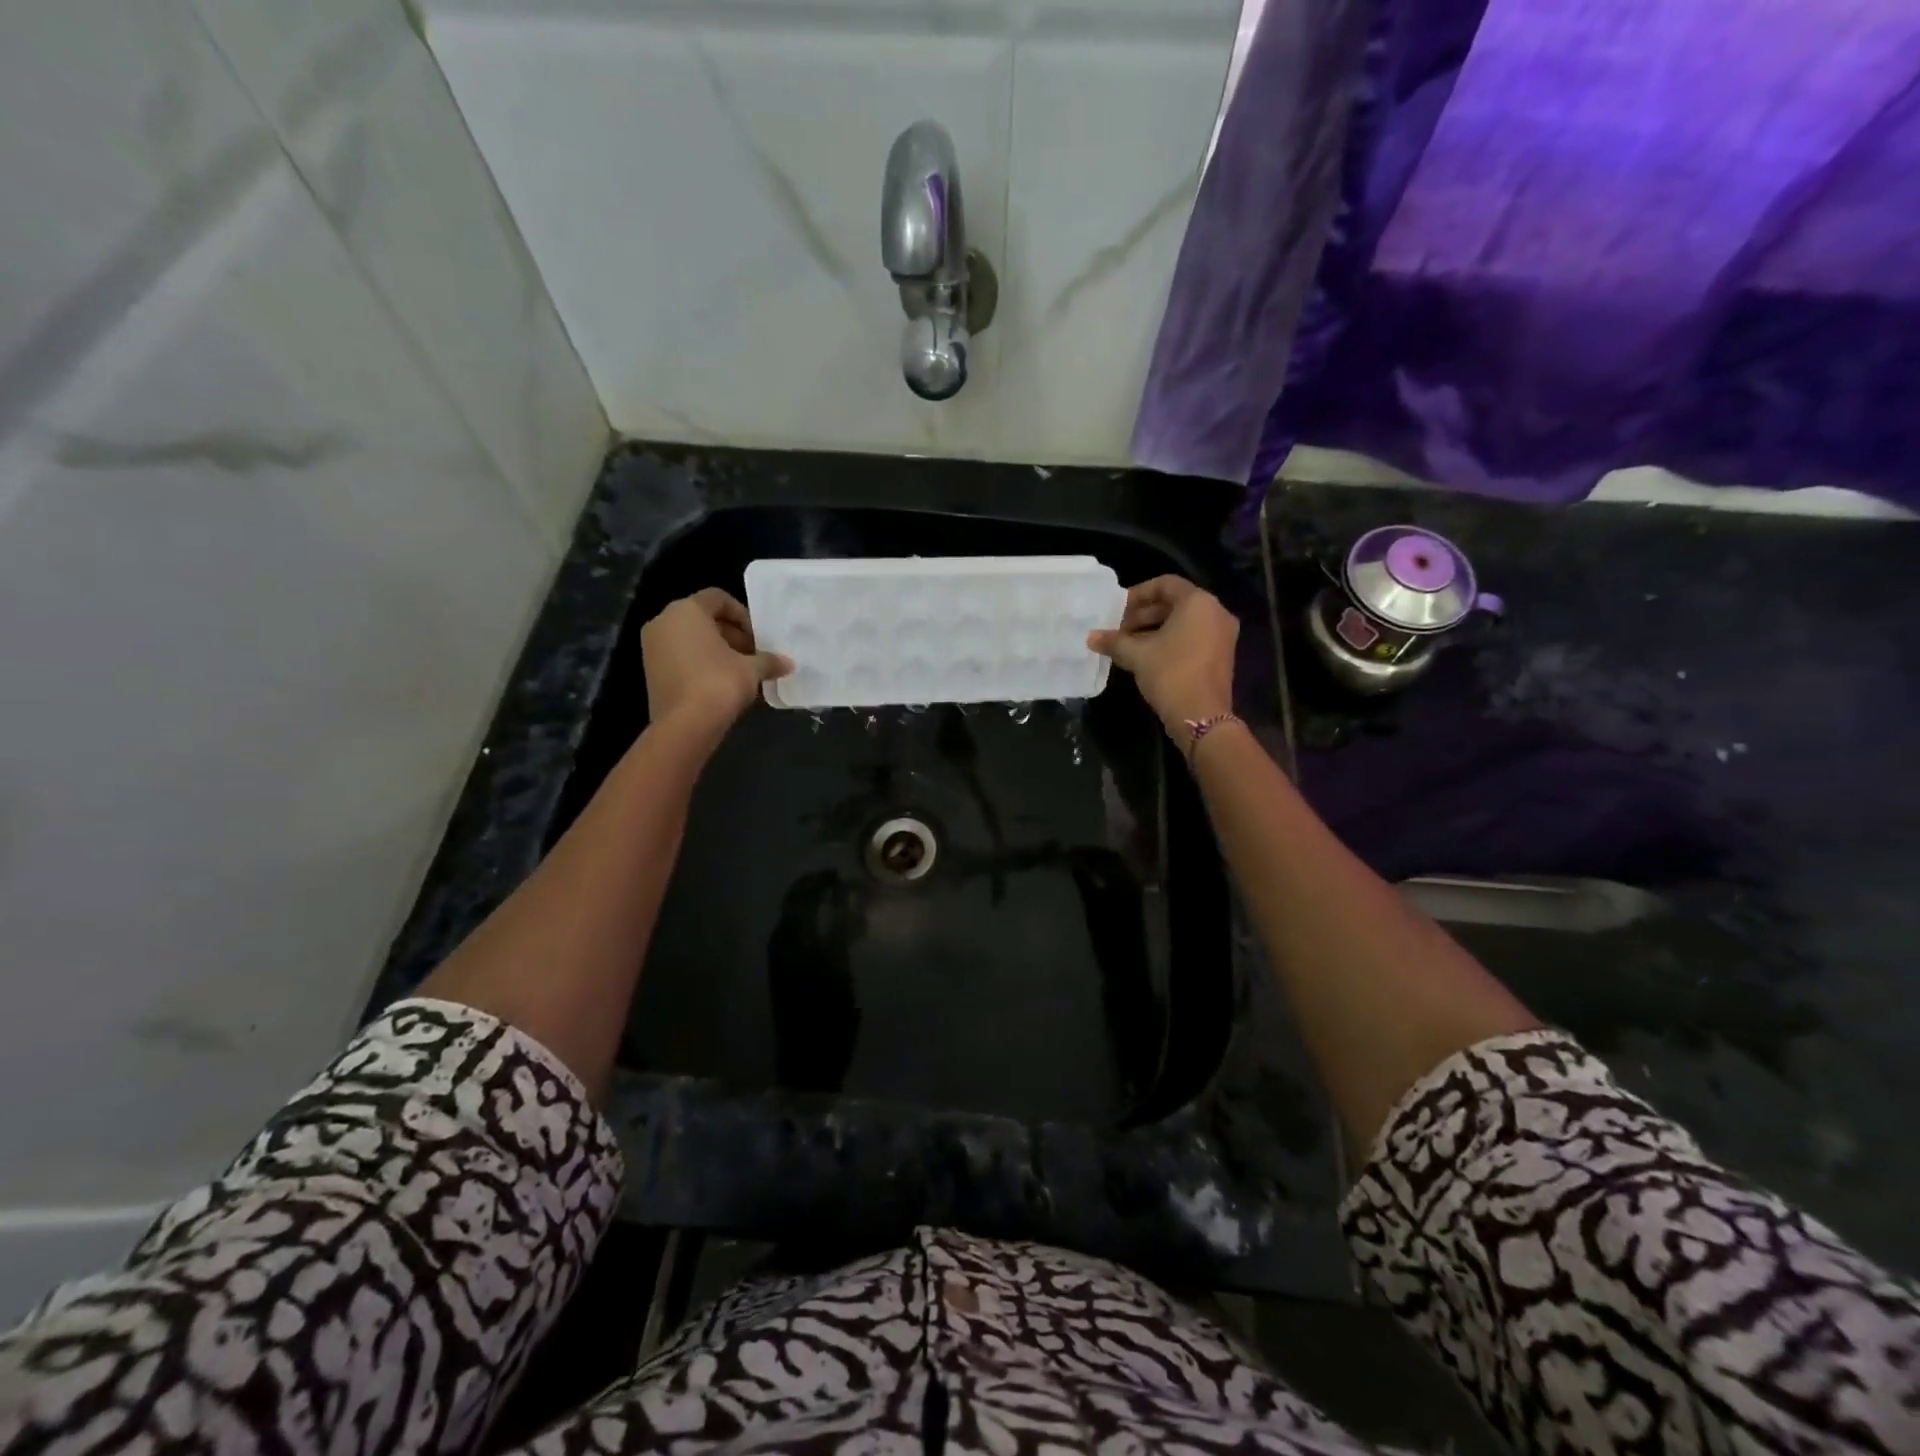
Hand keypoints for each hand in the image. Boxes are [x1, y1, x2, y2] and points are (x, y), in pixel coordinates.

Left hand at [642, 589, 791, 732]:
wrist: (685, 725)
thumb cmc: (719, 683)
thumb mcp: (751, 669)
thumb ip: (769, 661)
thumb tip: (788, 663)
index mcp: (686, 610)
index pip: (718, 598)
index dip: (743, 615)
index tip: (758, 637)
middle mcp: (664, 621)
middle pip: (704, 618)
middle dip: (732, 635)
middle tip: (754, 655)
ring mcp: (652, 647)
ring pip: (692, 639)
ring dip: (718, 651)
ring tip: (742, 672)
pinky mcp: (651, 671)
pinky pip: (681, 657)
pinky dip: (702, 664)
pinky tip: (723, 684)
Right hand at [1088, 576, 1237, 737]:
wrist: (1201, 716)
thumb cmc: (1170, 674)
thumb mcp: (1137, 655)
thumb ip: (1114, 641)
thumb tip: (1091, 637)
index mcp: (1198, 602)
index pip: (1165, 584)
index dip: (1137, 594)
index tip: (1117, 610)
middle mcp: (1215, 612)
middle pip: (1174, 603)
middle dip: (1143, 615)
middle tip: (1118, 629)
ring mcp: (1222, 635)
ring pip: (1183, 623)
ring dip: (1153, 630)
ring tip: (1127, 645)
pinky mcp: (1221, 655)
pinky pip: (1192, 638)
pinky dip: (1169, 642)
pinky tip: (1145, 657)